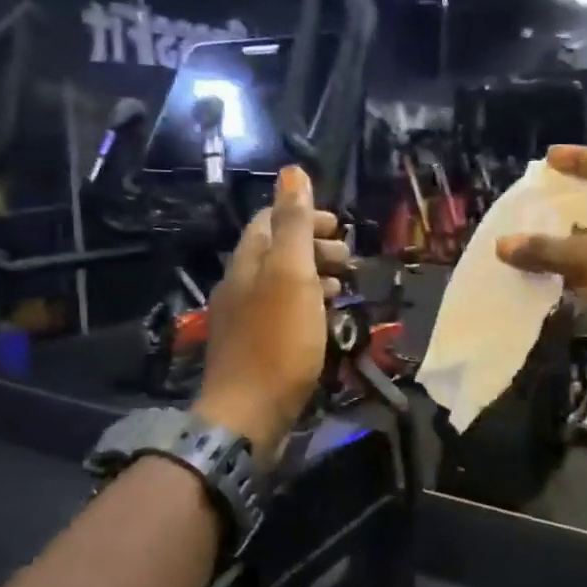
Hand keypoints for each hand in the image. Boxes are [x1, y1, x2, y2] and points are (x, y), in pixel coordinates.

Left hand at [194, 166, 350, 457]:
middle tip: (348, 259)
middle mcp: (239, 287)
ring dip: (313, 278)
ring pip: (281, 285)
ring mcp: (243, 321)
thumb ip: (293, 224)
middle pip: (276, 253)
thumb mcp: (290, 274)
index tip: (338, 227)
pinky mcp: (254, 350)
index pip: (269, 222)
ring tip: (343, 287)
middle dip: (313, 247)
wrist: (248, 415)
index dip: (303, 217)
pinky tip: (325, 322)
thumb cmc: (277, 341)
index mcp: (246, 263)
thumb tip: (292, 171)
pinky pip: (282, 315)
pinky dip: (306, 307)